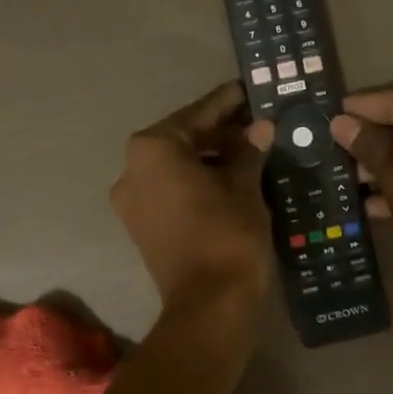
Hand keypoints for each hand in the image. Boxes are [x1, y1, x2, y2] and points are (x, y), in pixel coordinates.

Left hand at [111, 81, 274, 314]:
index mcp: (152, 149)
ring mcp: (132, 202)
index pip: (197, 114)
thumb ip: (249, 150)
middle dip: (220, 132)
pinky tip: (232, 179)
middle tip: (258, 123)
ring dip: (211, 159)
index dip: (227, 102)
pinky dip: (198, 182)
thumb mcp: (244, 185)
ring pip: (177, 167)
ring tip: (252, 151)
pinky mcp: (142, 227)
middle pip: (183, 139)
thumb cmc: (228, 234)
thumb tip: (260, 127)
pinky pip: (172, 191)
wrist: (210, 305)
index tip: (248, 89)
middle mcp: (132, 169)